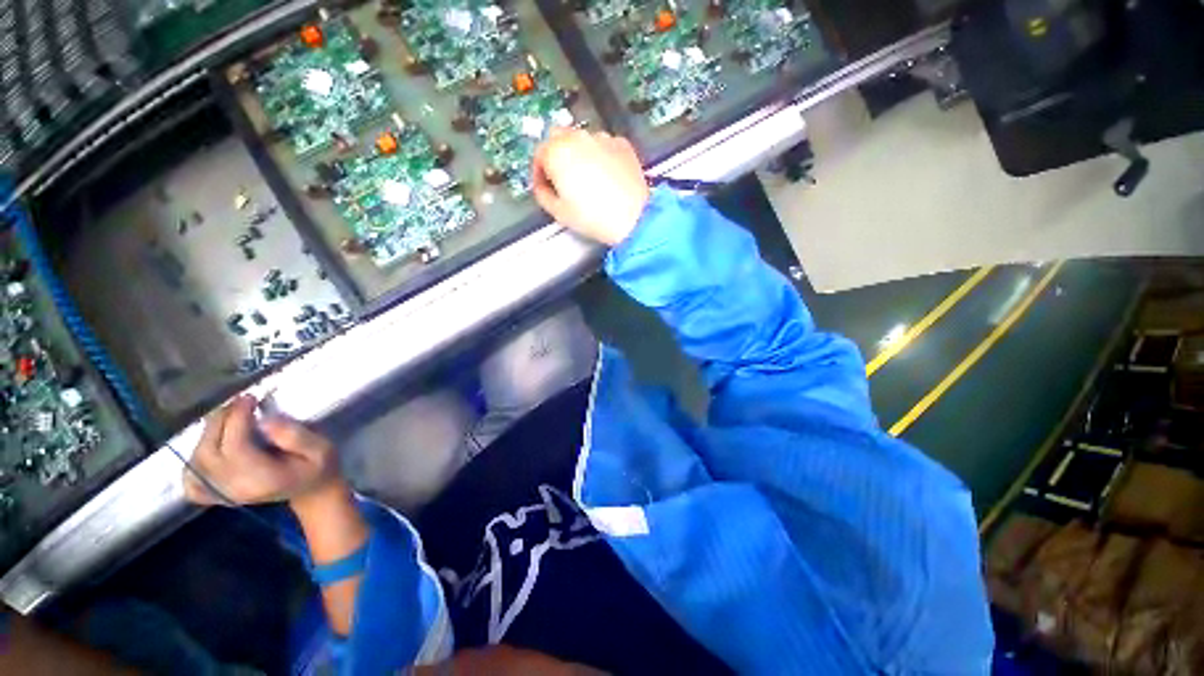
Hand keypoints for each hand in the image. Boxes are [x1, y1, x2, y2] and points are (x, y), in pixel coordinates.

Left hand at [183, 395, 339, 506]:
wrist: (312, 489)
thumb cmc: (318, 466)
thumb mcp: (322, 448)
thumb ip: (297, 436)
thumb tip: (267, 421)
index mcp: (263, 478)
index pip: (235, 447)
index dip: (236, 419)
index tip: (250, 398)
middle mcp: (236, 488)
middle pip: (209, 453)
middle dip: (219, 422)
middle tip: (238, 403)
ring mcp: (223, 494)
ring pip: (197, 462)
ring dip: (207, 434)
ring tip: (228, 417)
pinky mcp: (217, 494)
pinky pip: (190, 482)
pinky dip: (192, 463)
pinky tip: (208, 449)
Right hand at [532, 128, 649, 245]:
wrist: (632, 217)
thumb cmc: (595, 216)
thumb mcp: (558, 212)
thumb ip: (542, 195)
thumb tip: (541, 188)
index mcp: (557, 152)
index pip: (539, 154)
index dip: (538, 172)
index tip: (543, 185)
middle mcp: (578, 138)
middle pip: (558, 138)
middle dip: (556, 156)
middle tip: (562, 179)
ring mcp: (602, 138)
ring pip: (582, 140)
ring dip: (579, 154)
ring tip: (587, 180)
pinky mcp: (621, 144)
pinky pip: (604, 146)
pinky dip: (600, 157)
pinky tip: (605, 177)